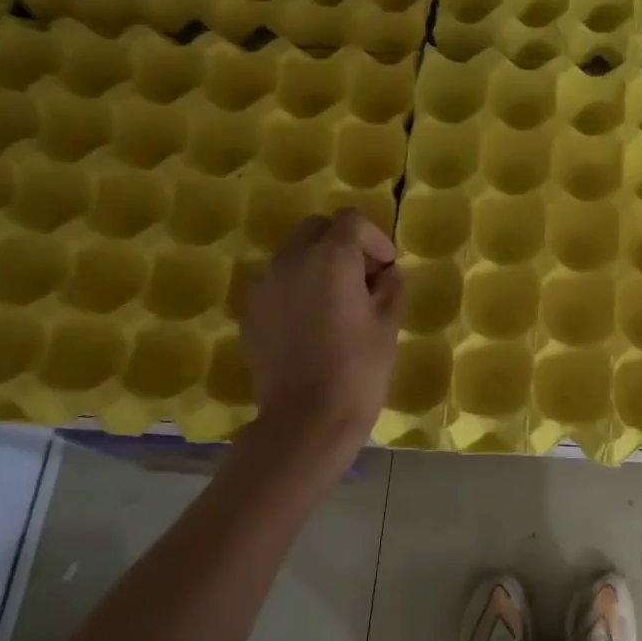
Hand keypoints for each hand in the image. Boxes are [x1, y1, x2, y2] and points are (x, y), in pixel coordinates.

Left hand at [240, 208, 402, 459]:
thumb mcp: (388, 325)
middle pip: (316, 229)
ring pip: (293, 255)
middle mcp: (291, 261)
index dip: (374, 238)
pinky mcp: (251, 313)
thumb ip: (390, 288)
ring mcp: (265, 286)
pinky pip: (277, 285)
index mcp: (330, 257)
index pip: (351, 221)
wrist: (306, 419)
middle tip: (362, 278)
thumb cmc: (359, 369)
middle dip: (341, 243)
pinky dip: (297, 289)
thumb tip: (386, 274)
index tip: (386, 268)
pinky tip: (312, 325)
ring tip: (337, 303)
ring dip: (317, 265)